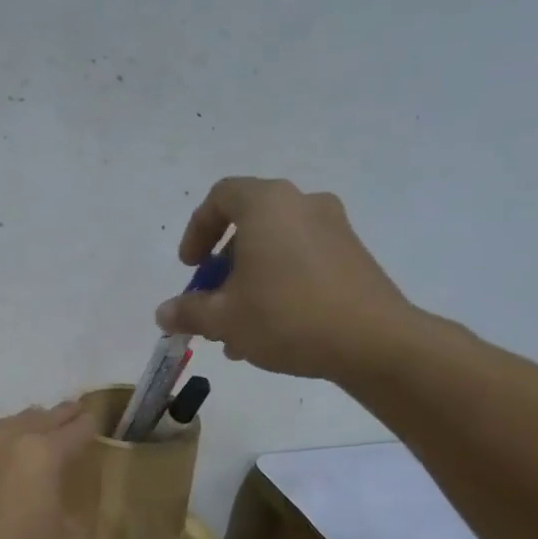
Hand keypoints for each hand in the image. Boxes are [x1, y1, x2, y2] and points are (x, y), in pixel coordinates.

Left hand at [0, 401, 97, 538]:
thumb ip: (76, 526)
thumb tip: (62, 514)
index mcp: (42, 456)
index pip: (75, 430)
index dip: (90, 425)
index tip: (96, 420)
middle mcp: (6, 441)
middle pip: (40, 418)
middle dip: (60, 416)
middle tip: (73, 413)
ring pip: (5, 425)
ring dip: (25, 425)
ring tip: (35, 428)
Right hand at [156, 178, 416, 379]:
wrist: (374, 342)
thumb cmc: (286, 317)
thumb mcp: (223, 318)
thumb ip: (188, 311)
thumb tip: (164, 314)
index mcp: (267, 205)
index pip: (221, 196)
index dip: (197, 230)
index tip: (191, 267)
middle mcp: (303, 205)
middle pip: (249, 226)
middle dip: (222, 268)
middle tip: (211, 302)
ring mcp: (334, 229)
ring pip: (275, 249)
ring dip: (249, 283)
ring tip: (236, 331)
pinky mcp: (353, 256)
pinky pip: (302, 262)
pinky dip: (279, 286)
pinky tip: (270, 332)